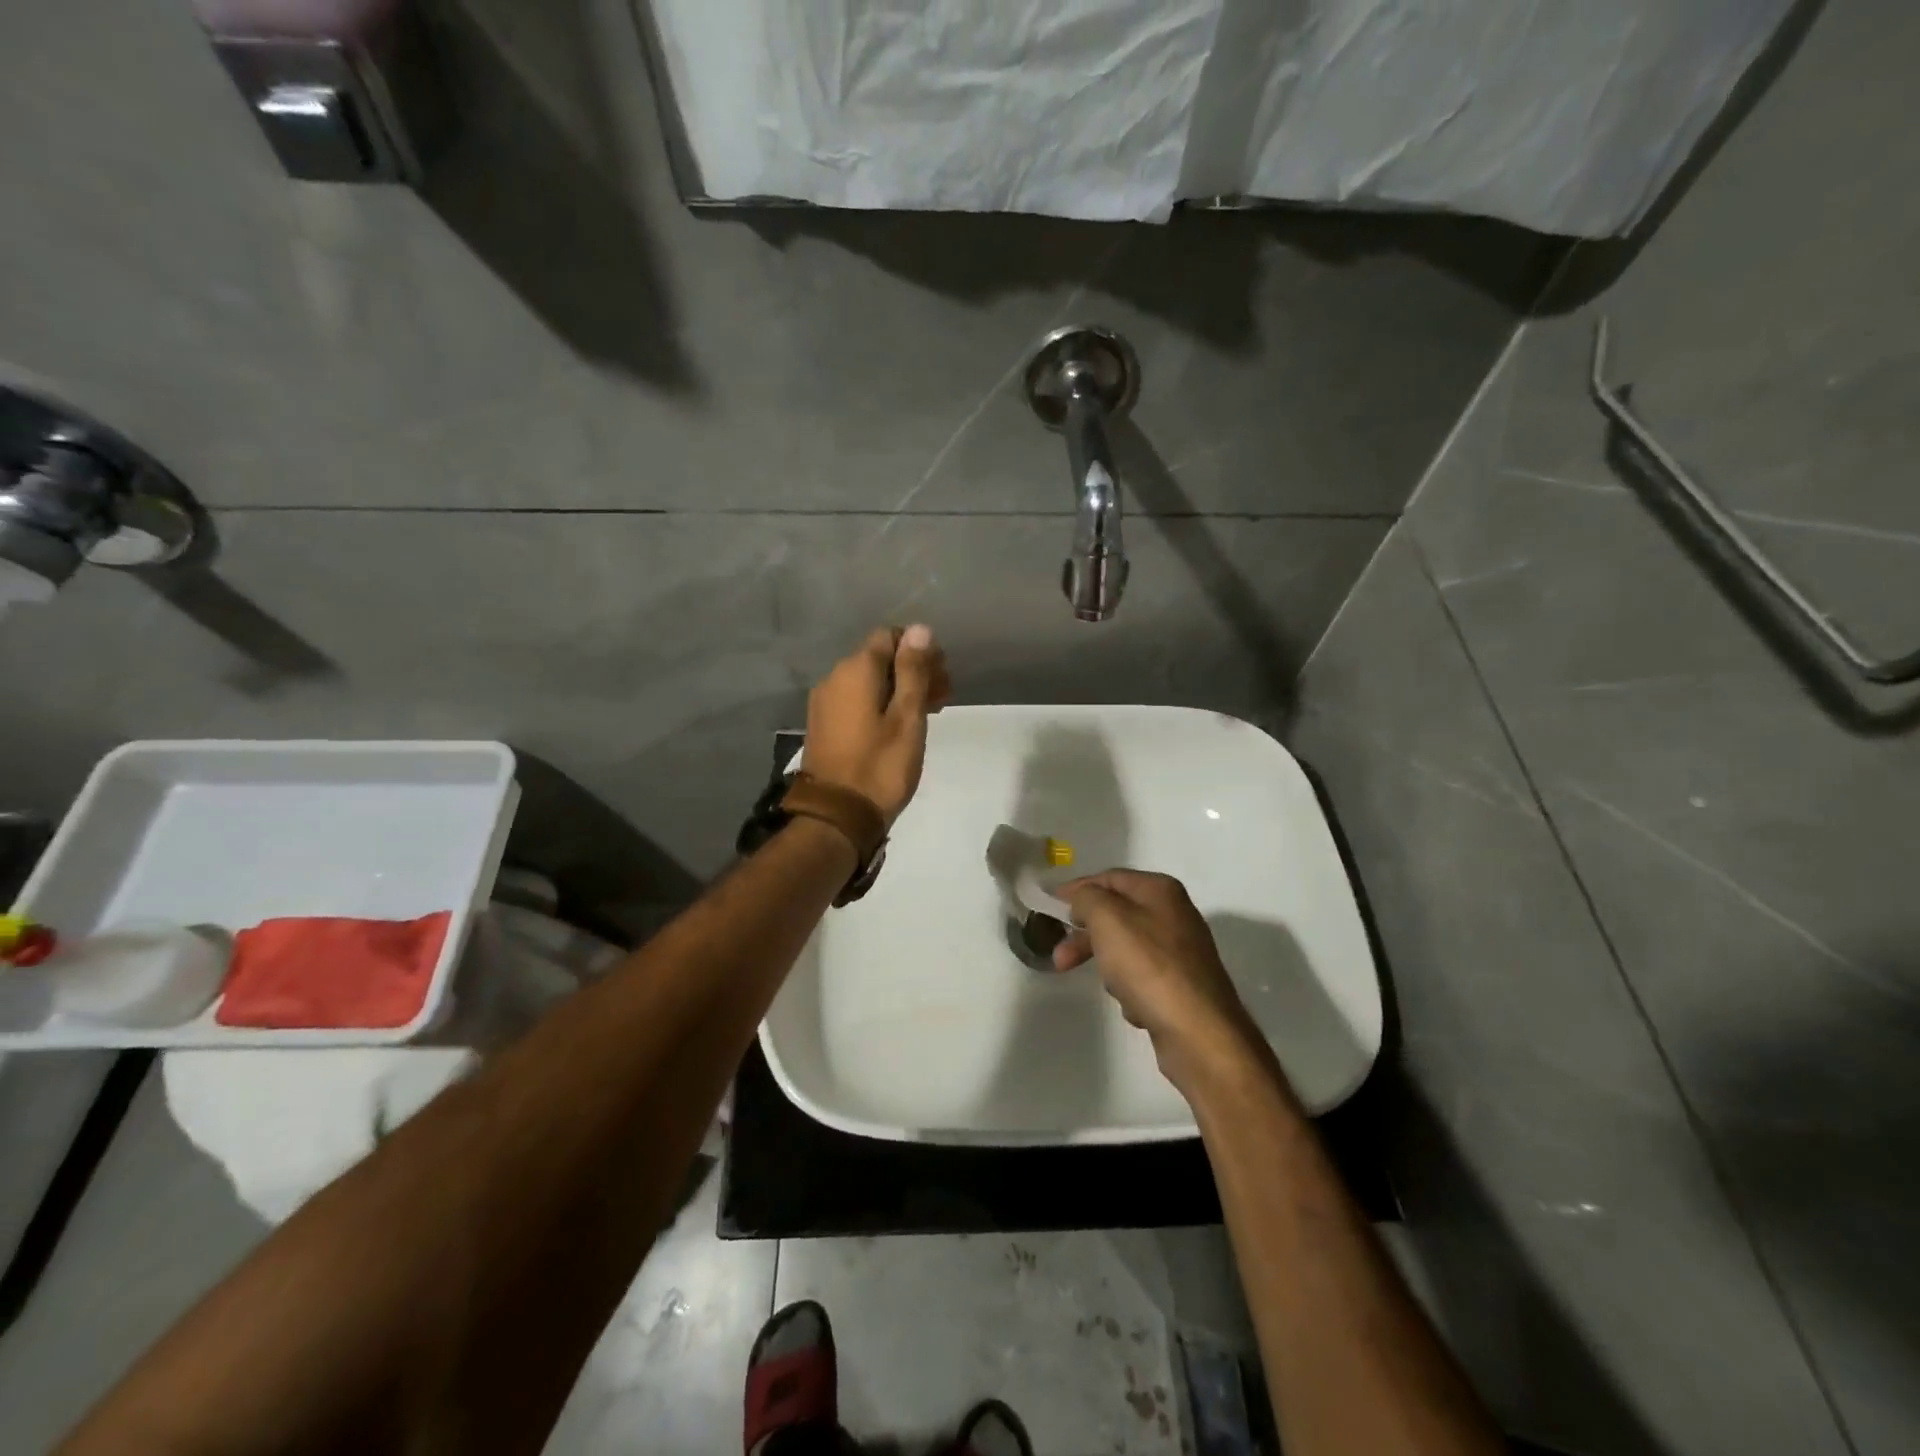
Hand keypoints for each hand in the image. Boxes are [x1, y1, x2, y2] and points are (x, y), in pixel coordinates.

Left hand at [803, 625, 949, 824]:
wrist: (837, 816)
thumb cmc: (881, 766)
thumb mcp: (907, 717)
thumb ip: (913, 671)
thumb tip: (920, 629)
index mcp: (856, 670)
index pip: (890, 636)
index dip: (920, 650)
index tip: (942, 677)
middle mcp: (835, 677)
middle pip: (880, 658)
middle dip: (913, 670)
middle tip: (943, 698)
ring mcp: (825, 702)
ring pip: (869, 681)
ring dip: (899, 689)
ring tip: (927, 715)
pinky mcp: (824, 724)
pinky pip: (857, 700)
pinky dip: (881, 704)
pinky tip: (900, 726)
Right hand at [1054, 870, 1255, 1088]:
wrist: (1198, 1031)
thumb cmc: (1148, 966)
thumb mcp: (1108, 919)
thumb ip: (1088, 898)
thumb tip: (1083, 898)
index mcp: (1160, 890)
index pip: (1109, 878)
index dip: (1077, 889)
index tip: (1050, 905)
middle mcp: (1174, 914)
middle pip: (1116, 915)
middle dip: (1085, 936)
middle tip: (1060, 958)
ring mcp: (1181, 951)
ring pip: (1127, 948)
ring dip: (1108, 965)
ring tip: (1110, 987)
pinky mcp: (1182, 985)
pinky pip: (1143, 978)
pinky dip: (1131, 989)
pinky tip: (1134, 1006)